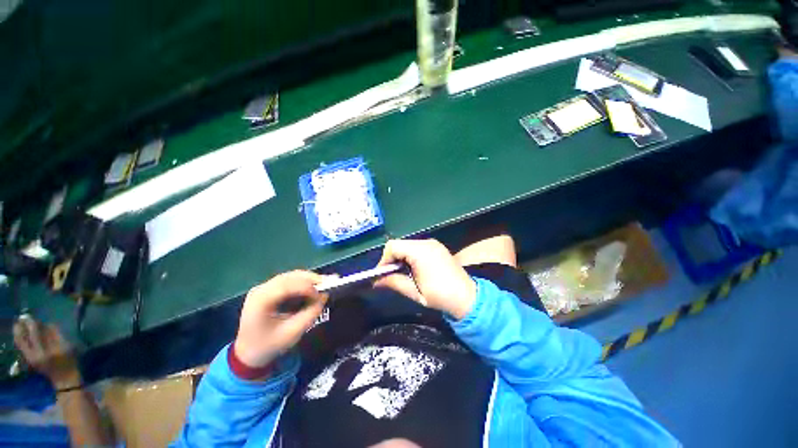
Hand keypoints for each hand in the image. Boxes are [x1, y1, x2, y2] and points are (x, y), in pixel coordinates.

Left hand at [13, 317, 80, 388]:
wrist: (64, 379)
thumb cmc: (68, 362)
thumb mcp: (66, 348)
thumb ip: (56, 336)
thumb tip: (48, 324)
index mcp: (43, 352)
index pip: (34, 334)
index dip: (32, 324)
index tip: (30, 316)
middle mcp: (32, 355)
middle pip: (23, 339)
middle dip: (21, 328)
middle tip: (22, 318)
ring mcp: (30, 358)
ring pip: (20, 343)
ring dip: (19, 333)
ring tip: (19, 324)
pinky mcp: (29, 359)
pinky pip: (22, 347)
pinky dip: (21, 339)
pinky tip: (22, 335)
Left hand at [234, 270, 328, 368]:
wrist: (247, 353)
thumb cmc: (268, 346)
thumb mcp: (291, 334)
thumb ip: (310, 314)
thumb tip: (325, 296)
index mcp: (260, 301)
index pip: (286, 286)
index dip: (306, 287)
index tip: (322, 294)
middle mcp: (260, 289)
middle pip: (289, 277)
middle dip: (311, 278)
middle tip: (330, 282)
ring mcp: (263, 288)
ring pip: (291, 276)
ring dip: (309, 278)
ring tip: (325, 283)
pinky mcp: (269, 289)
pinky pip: (289, 280)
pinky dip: (303, 281)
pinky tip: (314, 285)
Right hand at [374, 239, 476, 319]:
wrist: (468, 298)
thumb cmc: (440, 296)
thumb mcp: (414, 292)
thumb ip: (394, 282)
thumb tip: (376, 282)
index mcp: (420, 251)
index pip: (392, 246)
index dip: (384, 260)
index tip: (382, 275)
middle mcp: (426, 243)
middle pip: (399, 244)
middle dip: (392, 259)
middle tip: (392, 276)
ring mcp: (433, 243)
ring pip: (408, 245)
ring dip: (401, 257)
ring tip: (403, 274)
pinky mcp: (437, 247)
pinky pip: (417, 247)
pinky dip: (411, 255)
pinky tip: (415, 269)